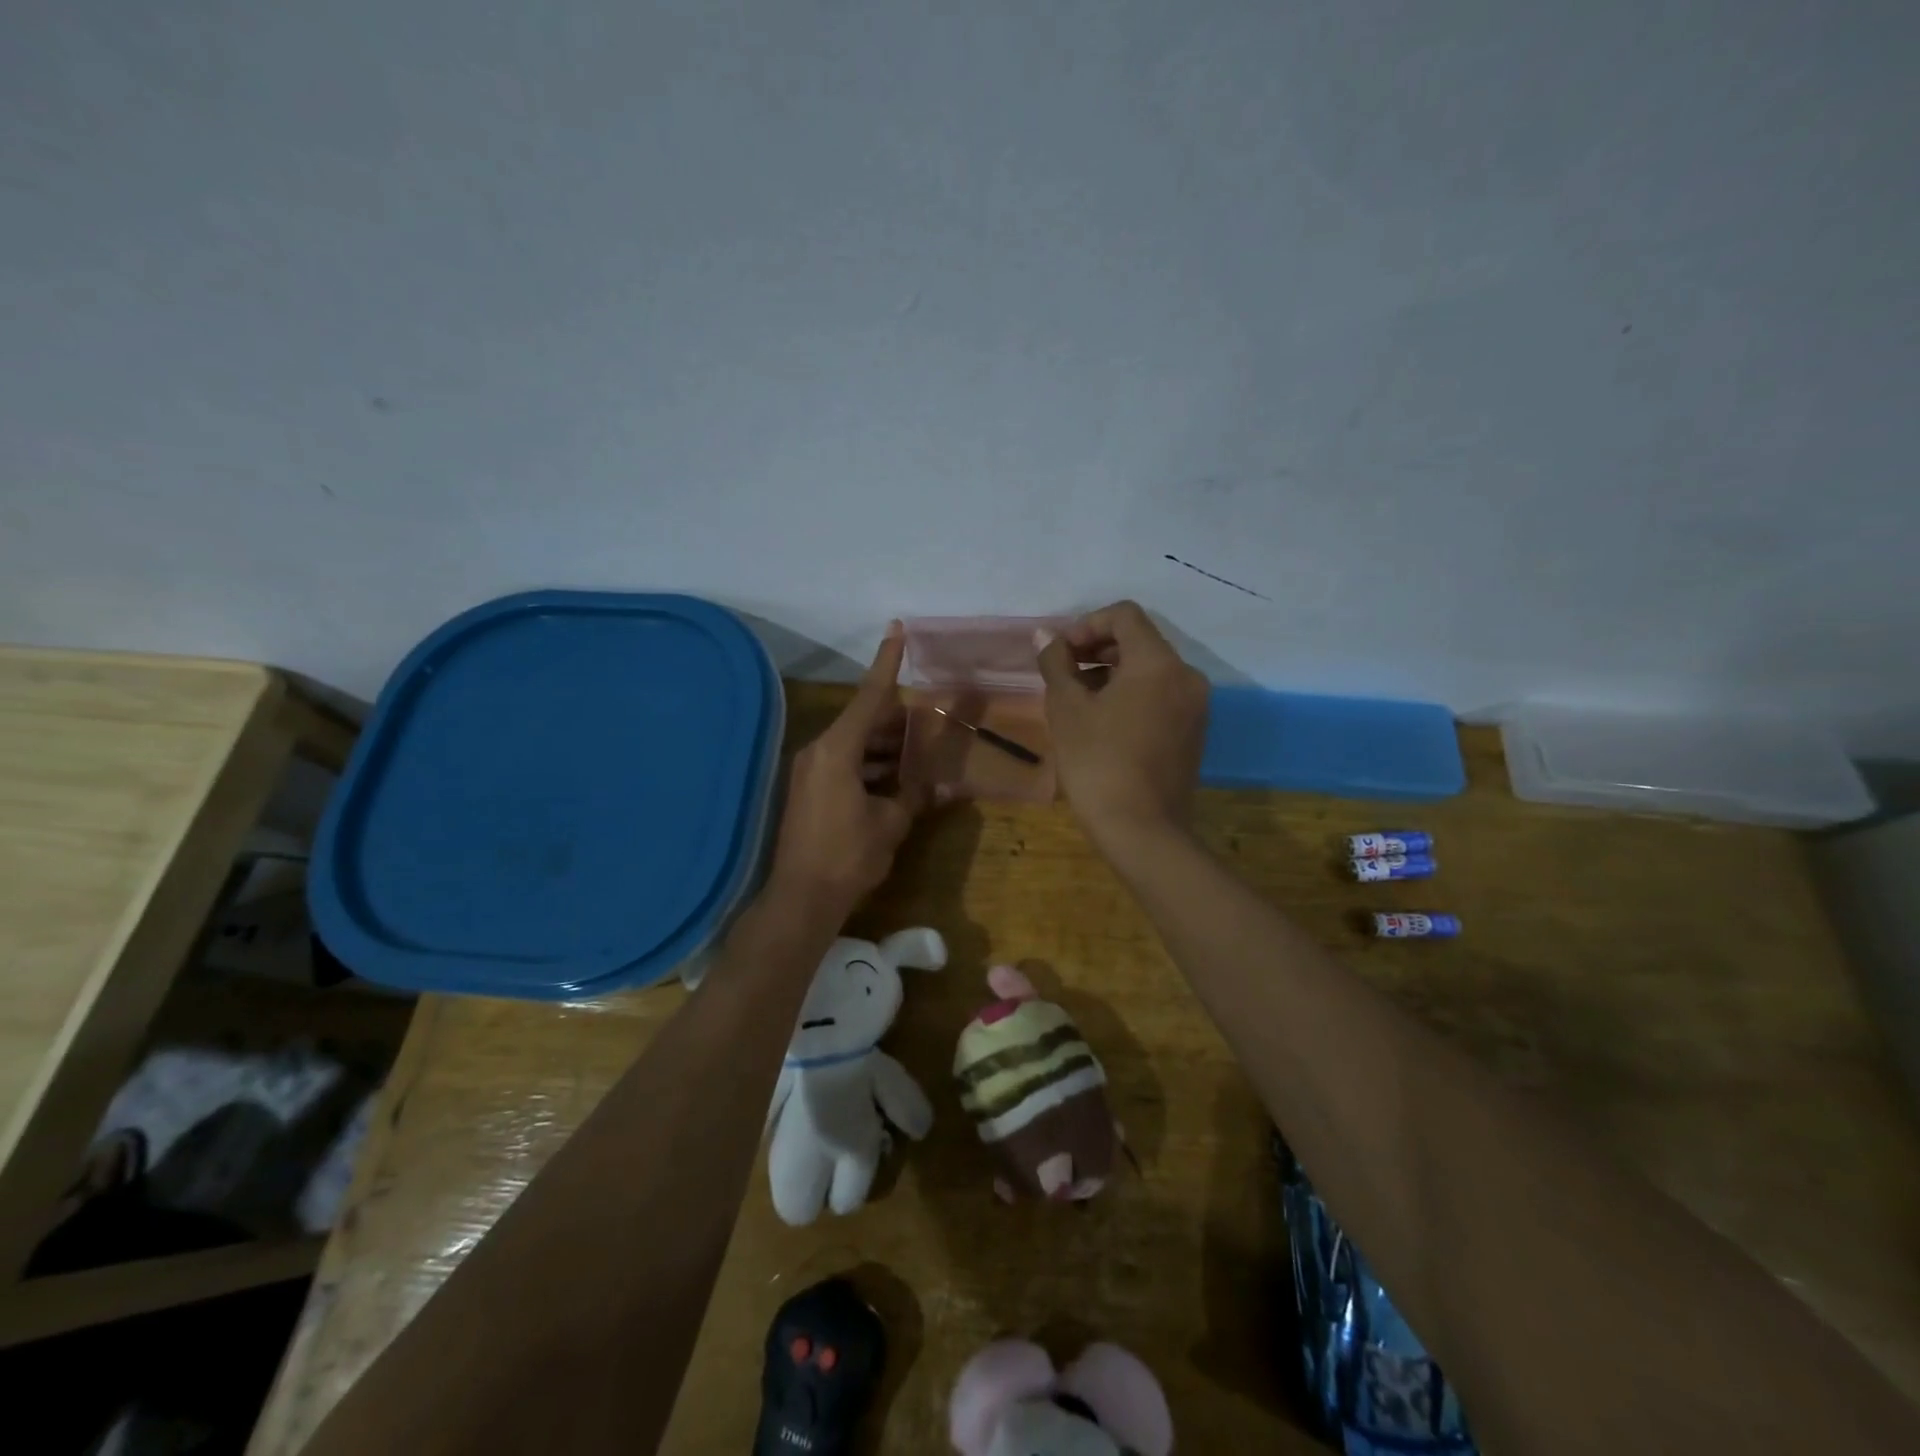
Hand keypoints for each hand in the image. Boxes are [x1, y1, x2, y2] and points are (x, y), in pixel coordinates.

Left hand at [767, 622, 929, 919]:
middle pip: (862, 720)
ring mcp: (810, 772)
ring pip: (854, 744)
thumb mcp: (890, 823)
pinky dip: (869, 765)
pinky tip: (896, 778)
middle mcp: (818, 752)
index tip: (897, 630)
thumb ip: (915, 796)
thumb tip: (945, 787)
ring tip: (918, 749)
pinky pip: (844, 764)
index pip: (869, 697)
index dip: (886, 663)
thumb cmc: (848, 855)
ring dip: (884, 746)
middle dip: (895, 719)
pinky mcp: (808, 791)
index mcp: (837, 750)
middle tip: (928, 717)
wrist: (801, 898)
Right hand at [1035, 601, 1207, 856]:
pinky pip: (1160, 697)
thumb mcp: (1067, 709)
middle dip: (1097, 650)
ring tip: (1078, 702)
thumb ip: (1056, 663)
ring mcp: (1195, 707)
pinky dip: (1131, 697)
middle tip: (1063, 675)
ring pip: (1150, 671)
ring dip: (1112, 674)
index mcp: (1158, 662)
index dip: (1086, 624)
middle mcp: (1186, 676)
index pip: (1124, 615)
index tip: (1060, 653)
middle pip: (1139, 642)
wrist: (1142, 830)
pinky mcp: (1193, 733)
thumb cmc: (1098, 762)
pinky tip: (1103, 724)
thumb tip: (1046, 636)